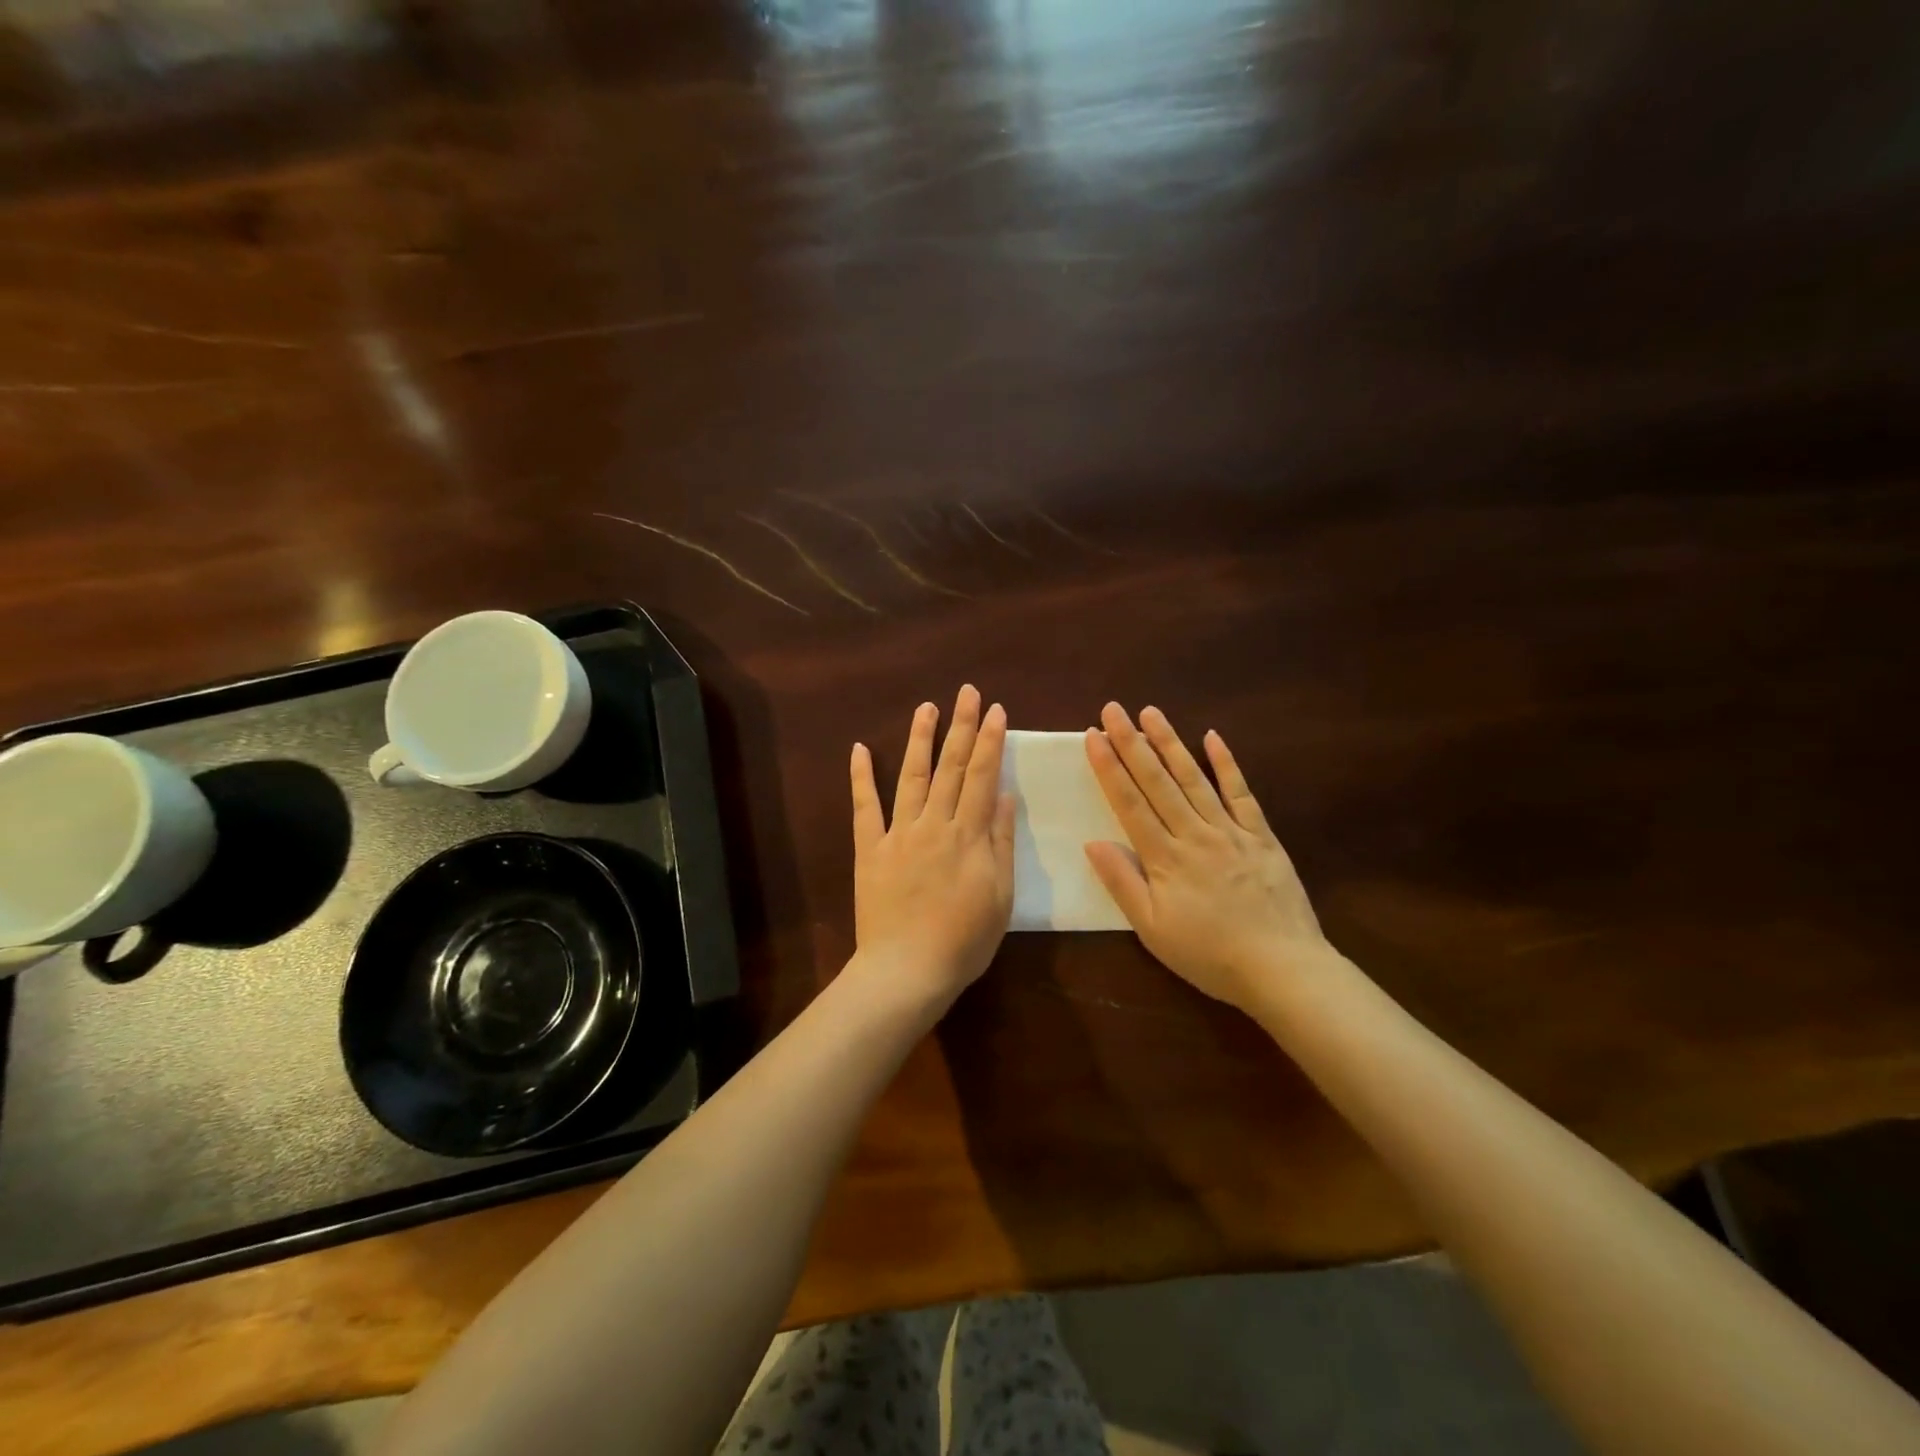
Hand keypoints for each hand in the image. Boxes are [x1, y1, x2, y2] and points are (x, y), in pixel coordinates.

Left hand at [849, 685, 1014, 1011]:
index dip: (989, 741)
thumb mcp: (1000, 896)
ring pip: (911, 777)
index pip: (981, 776)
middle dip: (961, 726)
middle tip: (966, 691)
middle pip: (949, 767)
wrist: (907, 970)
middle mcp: (933, 824)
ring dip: (920, 739)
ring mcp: (897, 834)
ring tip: (927, 706)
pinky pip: (864, 807)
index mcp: (967, 836)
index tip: (995, 711)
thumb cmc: (963, 940)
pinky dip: (861, 777)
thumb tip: (1002, 795)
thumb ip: (1000, 842)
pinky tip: (860, 749)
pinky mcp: (869, 849)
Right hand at [1083, 704, 1335, 1014]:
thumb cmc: (1209, 954)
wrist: (1283, 969)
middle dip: (1132, 742)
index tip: (1093, 736)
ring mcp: (1231, 830)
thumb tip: (1092, 842)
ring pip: (1194, 778)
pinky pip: (1241, 793)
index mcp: (1165, 858)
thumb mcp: (1153, 929)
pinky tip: (1213, 737)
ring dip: (1170, 743)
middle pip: (1157, 781)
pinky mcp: (1261, 835)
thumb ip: (1122, 883)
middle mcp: (1194, 834)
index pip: (1129, 803)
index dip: (1109, 768)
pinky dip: (1227, 764)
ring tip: (1151, 712)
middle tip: (1114, 709)